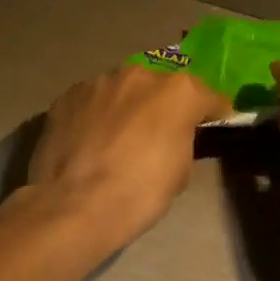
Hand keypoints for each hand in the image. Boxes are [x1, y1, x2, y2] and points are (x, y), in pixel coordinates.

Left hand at [26, 65, 231, 255]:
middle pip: (160, 88)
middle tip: (157, 134)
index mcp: (178, 92)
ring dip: (126, 108)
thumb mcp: (181, 172)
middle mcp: (139, 75)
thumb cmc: (140, 193)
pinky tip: (90, 141)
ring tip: (118, 138)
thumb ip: (183, 140)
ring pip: (122, 91)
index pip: (208, 97)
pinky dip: (96, 116)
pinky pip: (92, 102)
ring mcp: (98, 82)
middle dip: (163, 106)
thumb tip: (174, 137)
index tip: (212, 125)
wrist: (76, 205)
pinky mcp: (67, 96)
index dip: (212, 114)